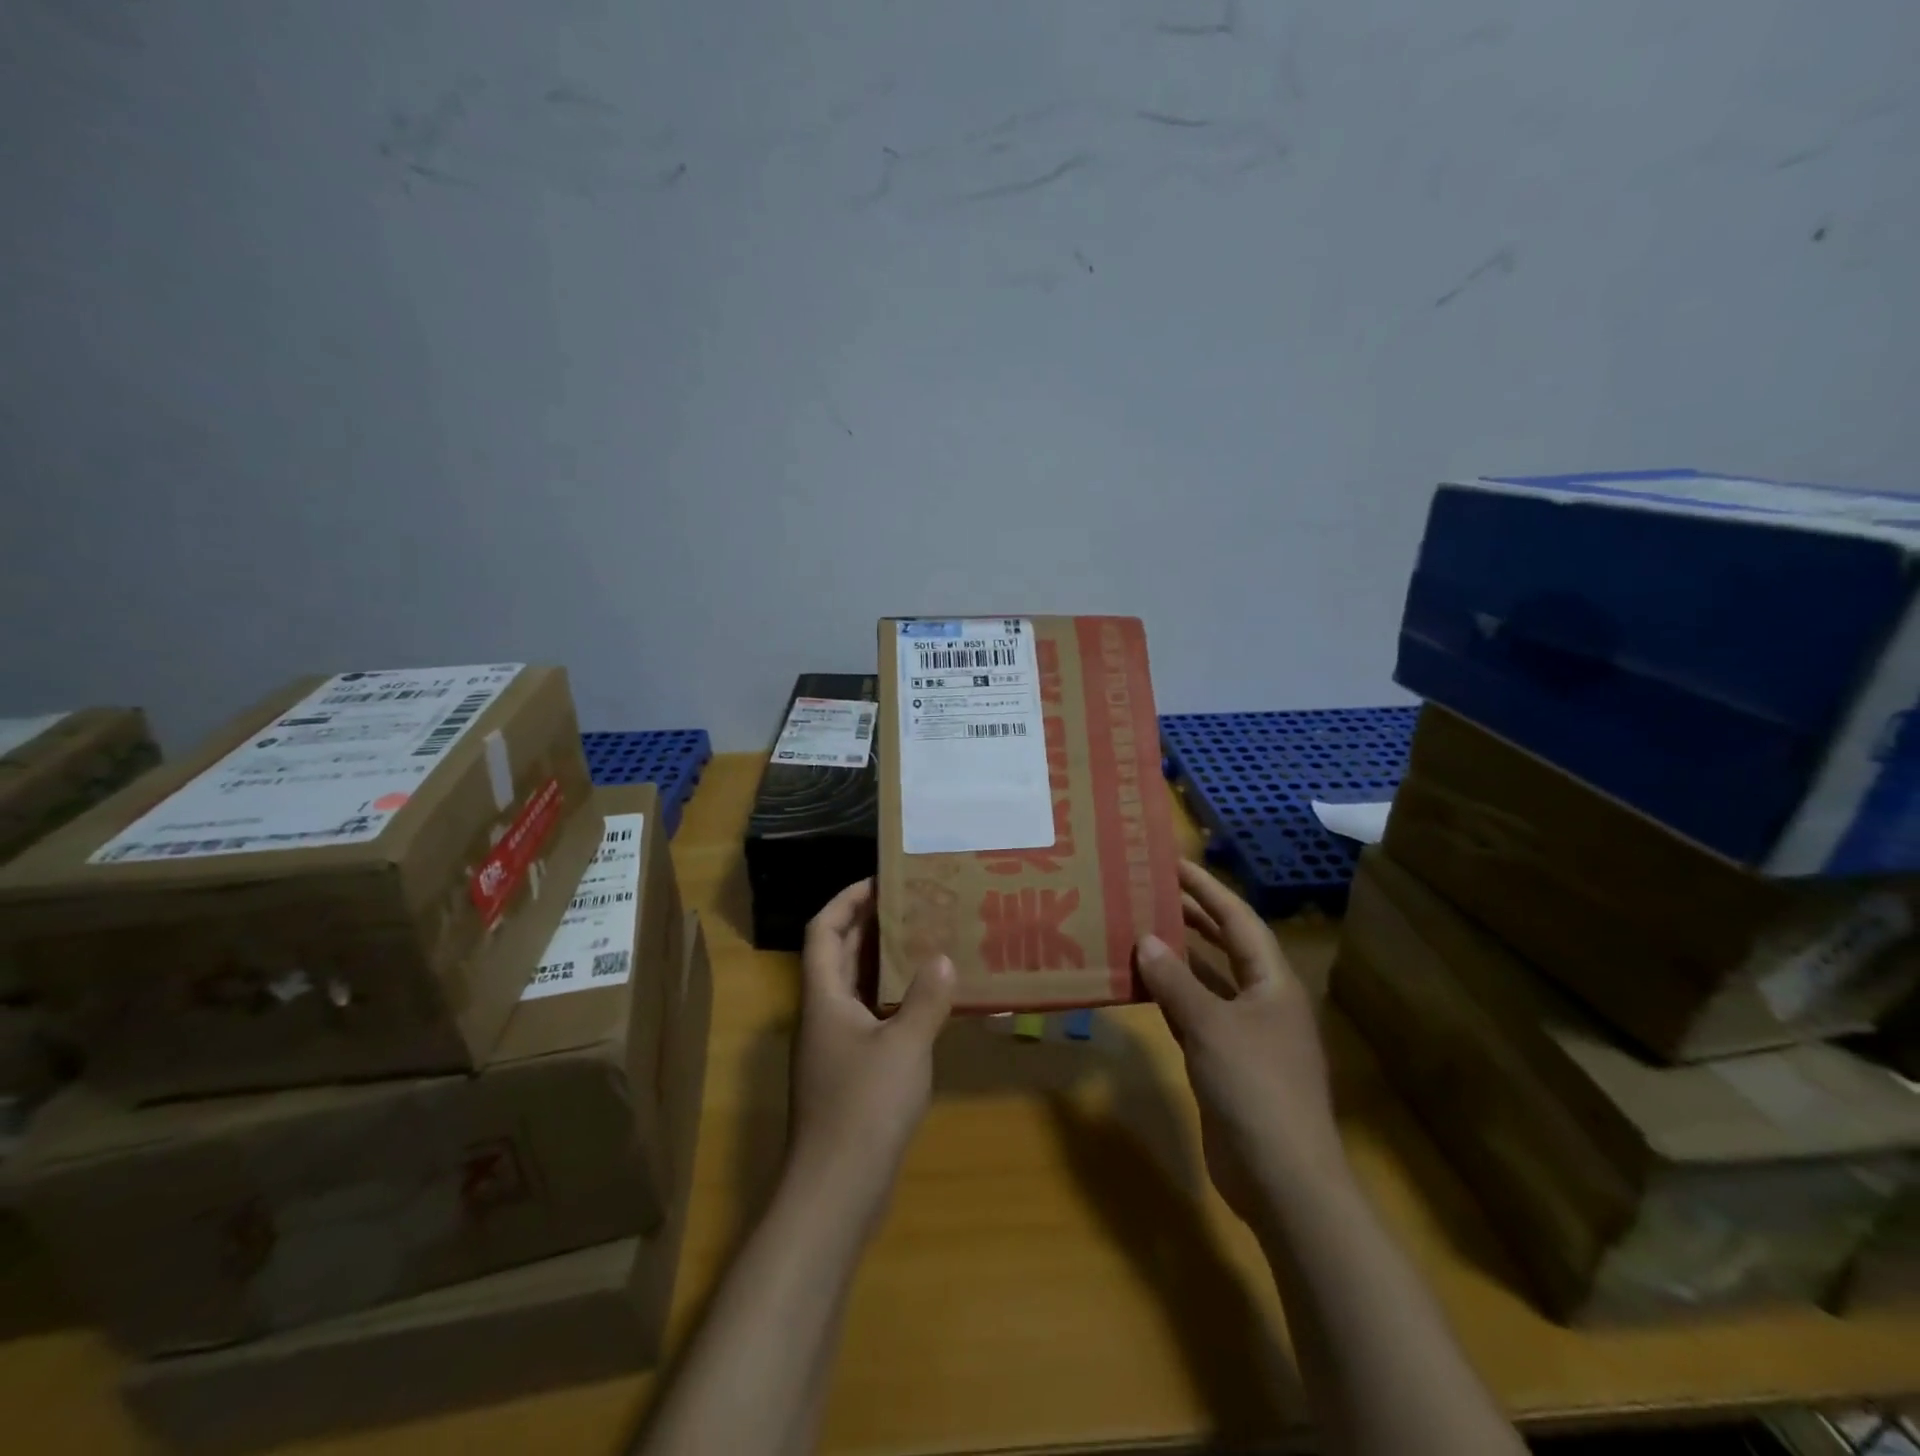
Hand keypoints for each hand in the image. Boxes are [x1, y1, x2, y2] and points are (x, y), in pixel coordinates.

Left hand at [788, 878, 954, 1228]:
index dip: (847, 899)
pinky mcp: (850, 1074)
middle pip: (839, 954)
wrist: (836, 1192)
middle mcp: (823, 1014)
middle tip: (914, 904)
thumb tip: (944, 958)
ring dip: (884, 963)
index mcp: (824, 997)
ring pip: (856, 988)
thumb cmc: (864, 1108)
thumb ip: (926, 999)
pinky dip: (893, 1001)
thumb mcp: (904, 1046)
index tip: (881, 879)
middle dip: (870, 925)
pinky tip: (927, 1003)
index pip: (825, 930)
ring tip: (926, 941)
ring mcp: (834, 1047)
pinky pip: (870, 1018)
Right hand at [1136, 860, 1340, 1228]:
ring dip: (1176, 959)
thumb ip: (1175, 982)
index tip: (1173, 863)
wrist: (1282, 1179)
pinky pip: (1194, 1017)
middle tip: (1150, 890)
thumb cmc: (1255, 1087)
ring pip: (1207, 982)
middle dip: (1191, 917)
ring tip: (1138, 930)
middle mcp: (1262, 1000)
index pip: (1238, 920)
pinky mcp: (1225, 1064)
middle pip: (1225, 946)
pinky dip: (1170, 1000)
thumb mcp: (1211, 1026)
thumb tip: (1146, 939)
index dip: (1207, 889)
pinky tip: (1141, 988)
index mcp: (1273, 982)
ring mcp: (1245, 1035)